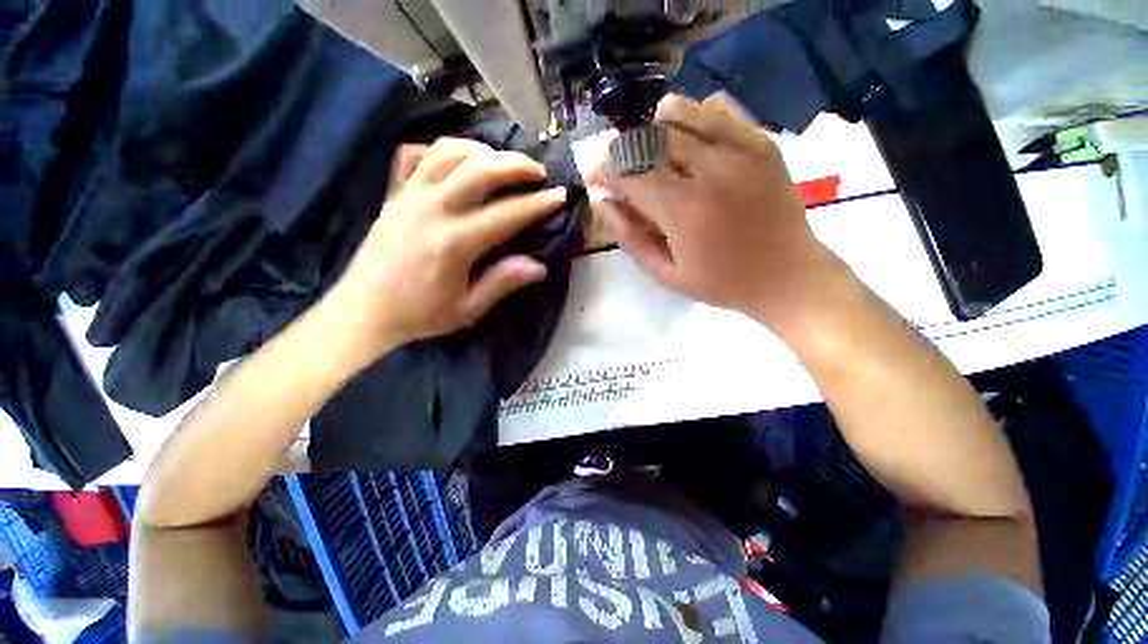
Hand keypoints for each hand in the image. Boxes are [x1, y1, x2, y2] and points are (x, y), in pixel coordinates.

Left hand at [323, 138, 567, 356]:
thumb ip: (502, 283)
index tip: (560, 195)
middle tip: (537, 170)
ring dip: (480, 150)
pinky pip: (413, 156)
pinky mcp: (393, 195)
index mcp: (455, 242)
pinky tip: (455, 160)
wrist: (364, 310)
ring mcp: (409, 197)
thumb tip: (539, 267)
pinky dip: (438, 151)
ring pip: (446, 153)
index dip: (538, 204)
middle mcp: (433, 210)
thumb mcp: (468, 309)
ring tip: (500, 160)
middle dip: (515, 165)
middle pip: (480, 170)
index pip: (507, 214)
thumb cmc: (420, 314)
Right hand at [600, 92, 841, 329]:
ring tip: (655, 149)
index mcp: (684, 209)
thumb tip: (605, 203)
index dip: (607, 171)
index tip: (597, 175)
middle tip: (624, 164)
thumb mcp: (666, 275)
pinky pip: (720, 109)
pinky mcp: (761, 142)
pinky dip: (696, 116)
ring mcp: (740, 149)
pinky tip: (692, 140)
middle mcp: (710, 169)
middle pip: (652, 136)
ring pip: (683, 111)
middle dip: (628, 147)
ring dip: (658, 126)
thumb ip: (630, 239)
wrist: (787, 276)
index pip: (630, 175)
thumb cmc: (721, 283)